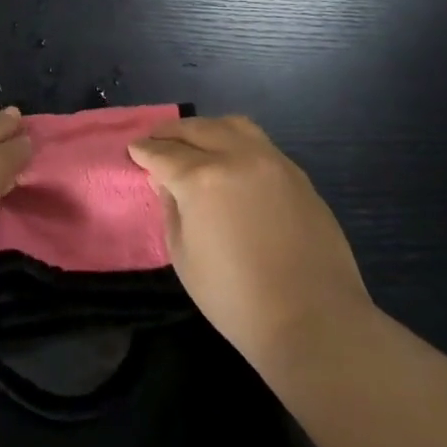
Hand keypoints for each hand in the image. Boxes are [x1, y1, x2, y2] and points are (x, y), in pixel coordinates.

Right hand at [129, 115, 371, 372]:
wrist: (313, 321)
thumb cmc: (236, 299)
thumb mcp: (183, 257)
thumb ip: (171, 209)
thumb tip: (166, 181)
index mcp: (202, 179)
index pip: (164, 153)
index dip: (144, 151)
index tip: (133, 149)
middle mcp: (237, 157)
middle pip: (197, 129)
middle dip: (171, 132)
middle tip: (156, 140)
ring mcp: (272, 161)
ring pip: (232, 125)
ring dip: (206, 128)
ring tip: (194, 141)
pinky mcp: (297, 174)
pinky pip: (259, 144)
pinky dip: (236, 142)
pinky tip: (230, 159)